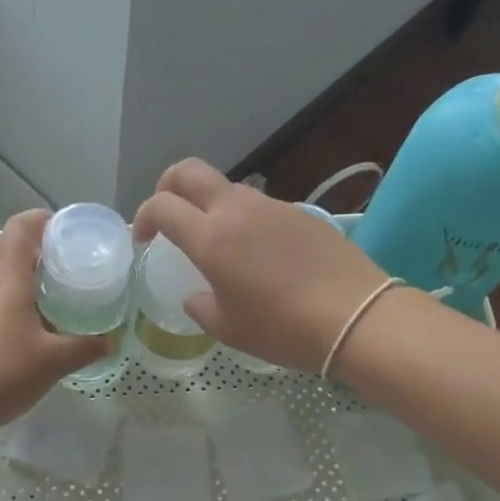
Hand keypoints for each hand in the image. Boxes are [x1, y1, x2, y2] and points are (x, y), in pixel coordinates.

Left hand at [0, 210, 110, 434]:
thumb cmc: (3, 373)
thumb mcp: (54, 361)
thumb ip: (86, 347)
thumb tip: (110, 341)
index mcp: (7, 277)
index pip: (20, 227)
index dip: (42, 220)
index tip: (67, 231)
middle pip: (3, 244)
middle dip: (32, 247)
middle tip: (62, 264)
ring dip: (17, 272)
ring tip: (48, 291)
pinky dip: (5, 294)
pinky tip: (25, 322)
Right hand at [132, 159, 393, 372]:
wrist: (355, 317)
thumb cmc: (282, 328)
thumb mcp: (229, 328)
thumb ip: (201, 307)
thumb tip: (196, 296)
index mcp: (210, 238)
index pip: (162, 205)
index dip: (144, 217)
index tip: (144, 240)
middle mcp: (236, 210)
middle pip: (189, 171)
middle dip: (168, 186)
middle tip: (168, 215)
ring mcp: (272, 207)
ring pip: (227, 187)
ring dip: (209, 204)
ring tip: (217, 241)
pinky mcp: (301, 213)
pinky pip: (260, 206)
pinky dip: (244, 219)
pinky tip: (258, 253)